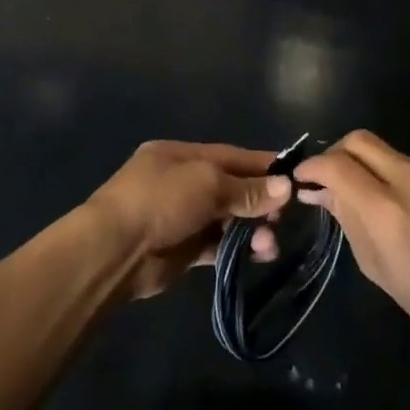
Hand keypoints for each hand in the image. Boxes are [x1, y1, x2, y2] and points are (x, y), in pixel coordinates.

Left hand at [87, 141, 289, 300]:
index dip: (262, 165)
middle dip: (259, 201)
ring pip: (227, 219)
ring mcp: (181, 216)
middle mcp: (182, 182)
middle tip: (284, 217)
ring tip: (269, 244)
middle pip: (230, 188)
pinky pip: (217, 245)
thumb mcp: (207, 184)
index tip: (294, 175)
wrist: (115, 250)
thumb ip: (246, 188)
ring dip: (251, 229)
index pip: (231, 156)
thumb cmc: (161, 200)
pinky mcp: (183, 249)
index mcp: (182, 155)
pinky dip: (237, 248)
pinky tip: (256, 254)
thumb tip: (286, 187)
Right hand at [294, 131, 409, 363]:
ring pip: (386, 150)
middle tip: (327, 178)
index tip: (302, 178)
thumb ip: (348, 221)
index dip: (313, 166)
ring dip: (365, 164)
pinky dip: (392, 175)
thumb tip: (320, 191)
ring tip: (362, 195)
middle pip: (360, 140)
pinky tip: (399, 205)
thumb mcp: (379, 270)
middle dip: (336, 153)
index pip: (338, 165)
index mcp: (390, 213)